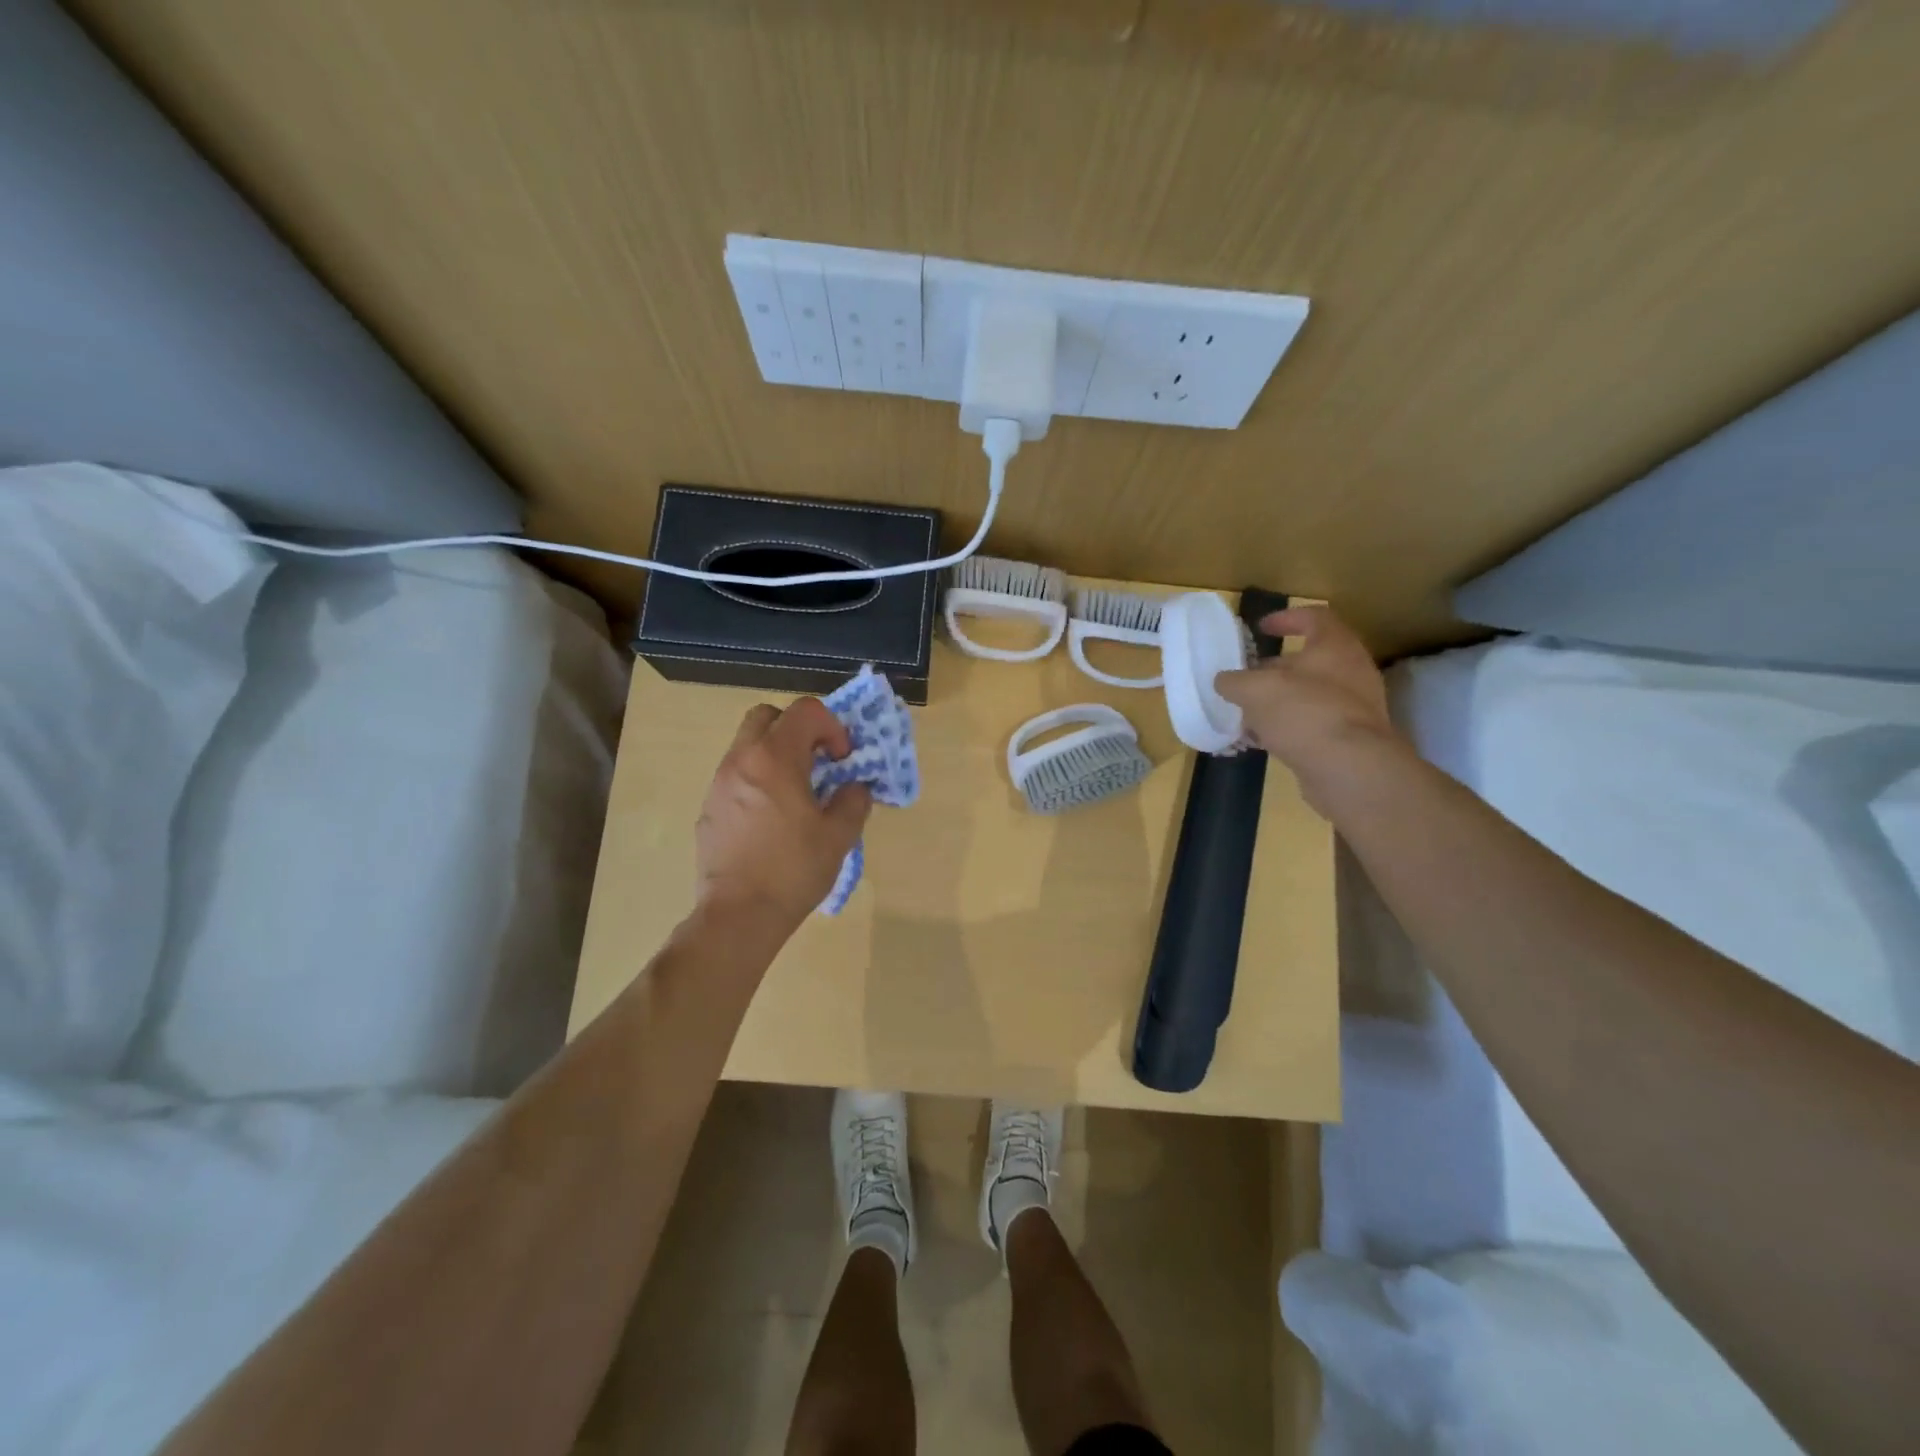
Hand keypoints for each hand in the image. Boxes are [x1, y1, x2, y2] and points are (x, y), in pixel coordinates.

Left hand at [694, 698, 872, 931]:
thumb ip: (853, 801)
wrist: (738, 915)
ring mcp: (719, 784)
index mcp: (775, 759)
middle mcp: (742, 761)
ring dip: (776, 754)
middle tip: (817, 761)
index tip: (842, 759)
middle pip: (768, 716)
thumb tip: (854, 787)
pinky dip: (757, 779)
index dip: (832, 726)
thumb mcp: (839, 836)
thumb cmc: (793, 871)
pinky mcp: (708, 808)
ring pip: (747, 745)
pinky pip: (736, 775)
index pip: (805, 710)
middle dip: (797, 729)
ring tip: (796, 793)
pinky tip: (771, 819)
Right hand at [1214, 606, 1401, 810]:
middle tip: (1246, 679)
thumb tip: (1224, 681)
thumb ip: (1234, 681)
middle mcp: (1352, 671)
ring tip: (1249, 713)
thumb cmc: (1303, 712)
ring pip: (1311, 694)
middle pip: (1310, 659)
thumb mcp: (1254, 690)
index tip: (1260, 628)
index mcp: (1335, 646)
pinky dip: (1289, 727)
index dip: (1285, 618)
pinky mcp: (1352, 739)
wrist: (1349, 768)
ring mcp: (1356, 707)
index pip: (1314, 617)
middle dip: (1275, 668)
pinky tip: (1264, 740)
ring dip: (1280, 701)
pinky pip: (1315, 724)